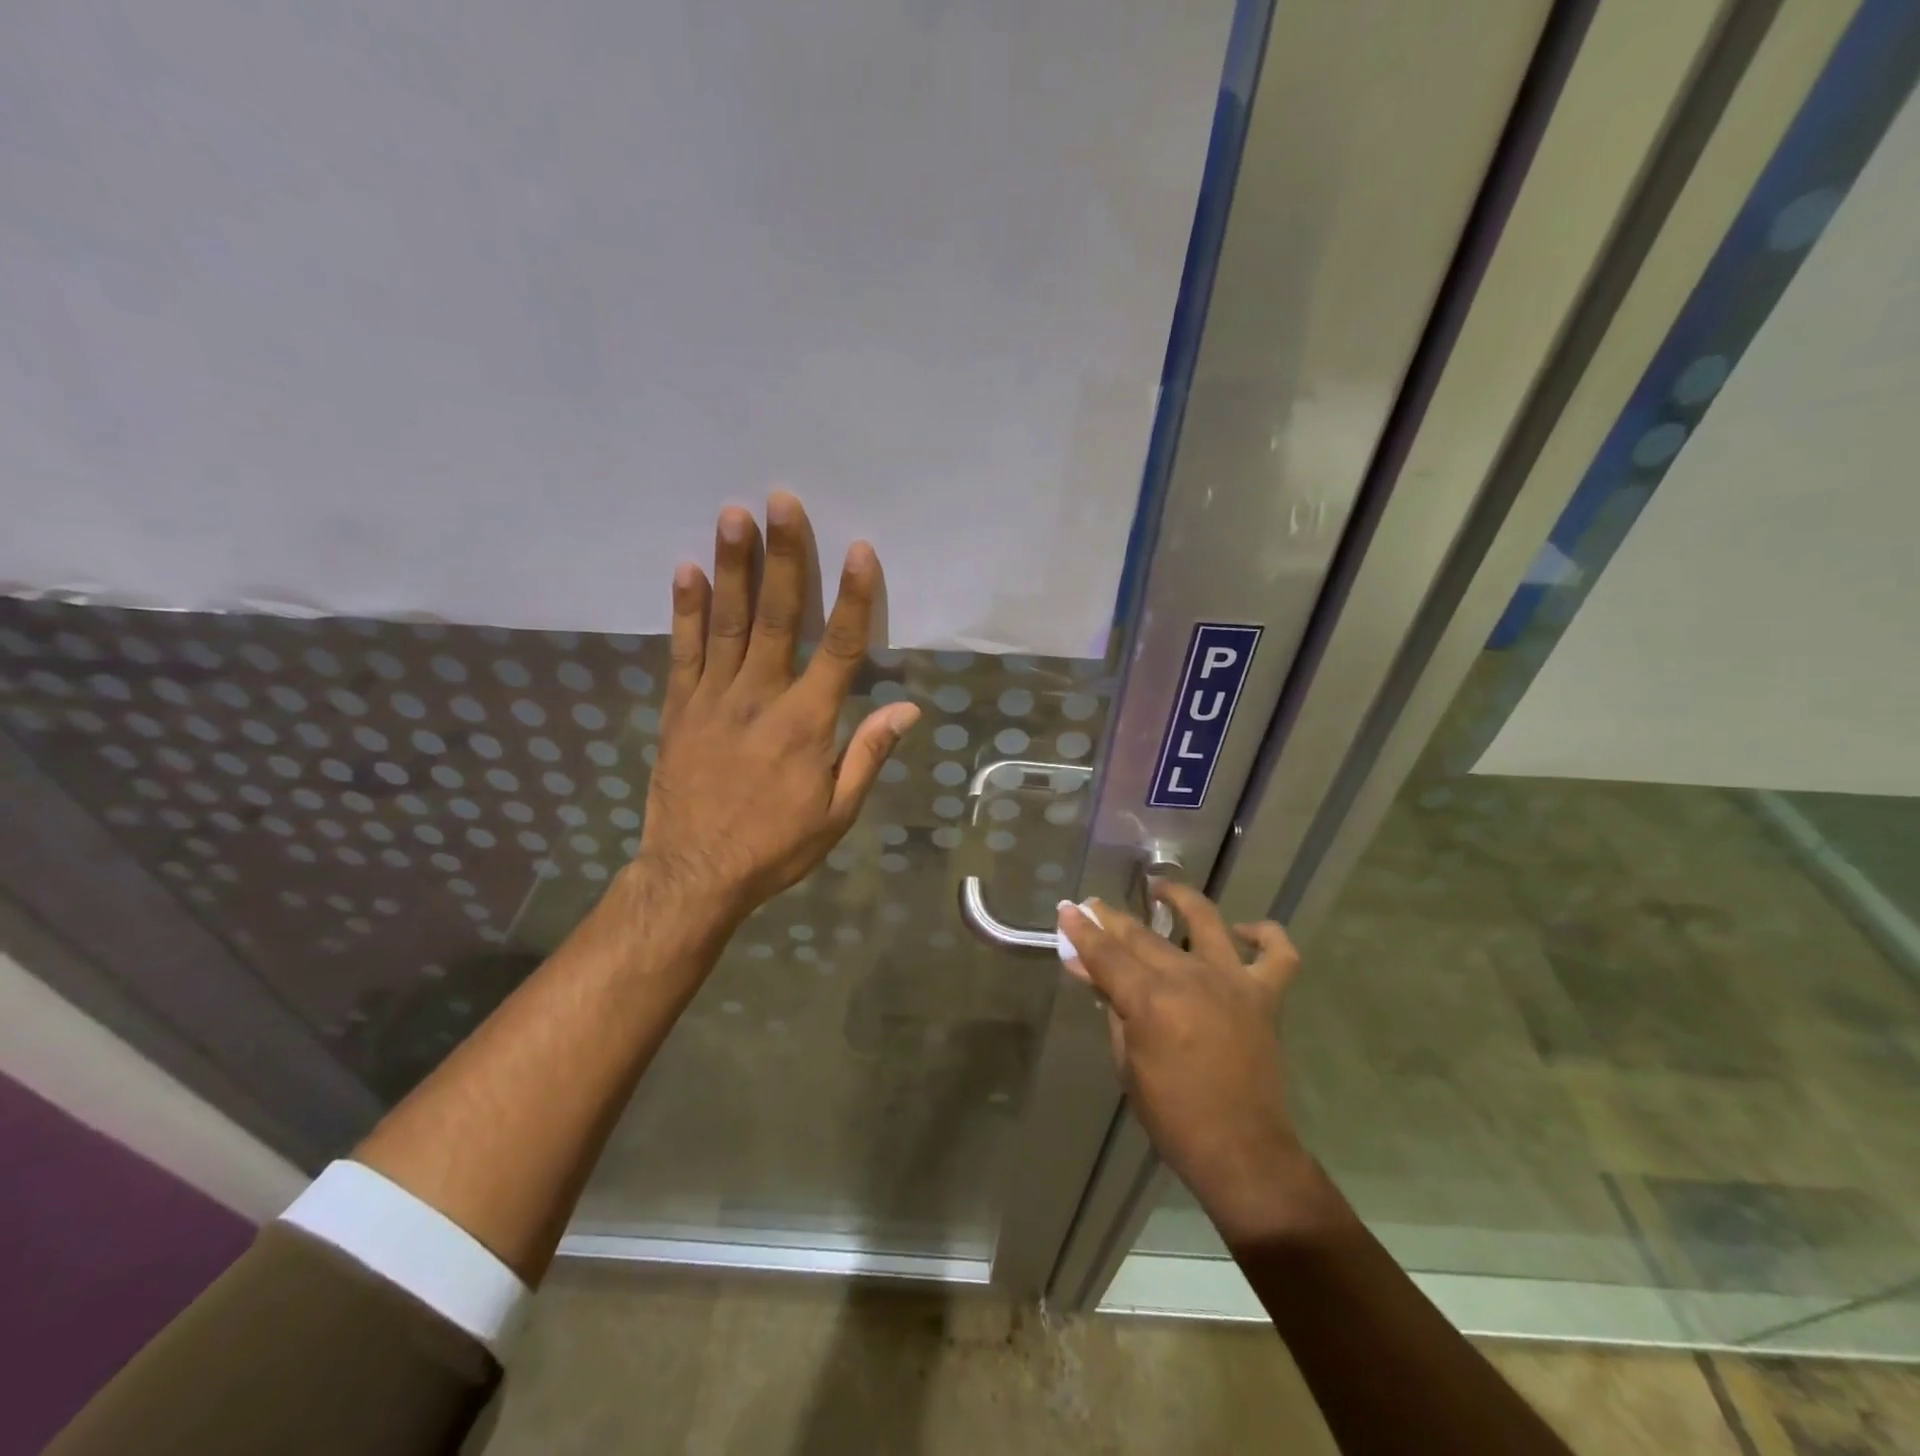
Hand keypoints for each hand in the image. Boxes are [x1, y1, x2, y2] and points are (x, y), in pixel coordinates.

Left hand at [634, 492, 919, 926]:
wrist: (695, 874)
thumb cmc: (776, 846)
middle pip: (778, 617)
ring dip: (733, 566)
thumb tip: (909, 708)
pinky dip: (686, 610)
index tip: (860, 550)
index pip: (839, 648)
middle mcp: (760, 698)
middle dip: (784, 556)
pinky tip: (687, 570)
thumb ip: (869, 754)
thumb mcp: (837, 813)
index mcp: (807, 723)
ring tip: (733, 515)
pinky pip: (683, 651)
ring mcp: (713, 699)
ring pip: (727, 622)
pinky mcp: (678, 708)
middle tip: (783, 500)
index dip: (853, 598)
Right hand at [1058, 883, 1318, 1243]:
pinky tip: (1241, 931)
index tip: (1067, 910)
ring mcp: (1232, 982)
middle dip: (1111, 918)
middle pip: (1142, 936)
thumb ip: (1111, 1005)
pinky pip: (1277, 954)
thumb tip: (1087, 968)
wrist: (1240, 1150)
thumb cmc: (1172, 1115)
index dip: (1082, 931)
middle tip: (1092, 907)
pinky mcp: (1265, 996)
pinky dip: (1264, 935)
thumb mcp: (1126, 1061)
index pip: (1106, 954)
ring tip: (1160, 889)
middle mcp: (1191, 978)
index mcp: (1151, 1000)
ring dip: (1180, 899)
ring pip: (1205, 922)